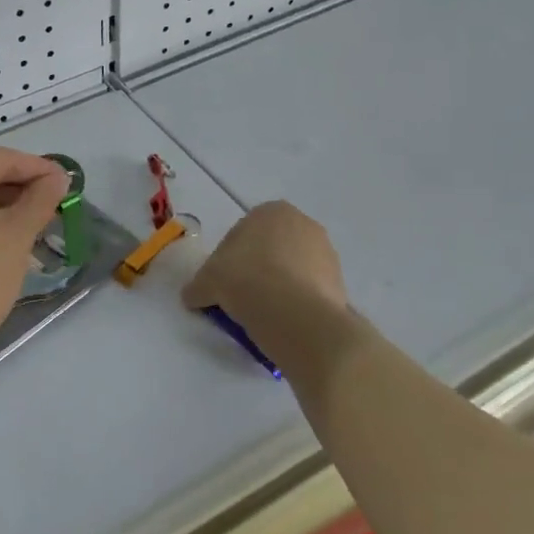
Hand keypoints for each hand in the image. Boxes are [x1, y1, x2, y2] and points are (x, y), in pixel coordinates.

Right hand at [180, 202, 366, 377]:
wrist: (294, 315)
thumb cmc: (245, 280)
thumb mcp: (206, 282)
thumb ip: (197, 286)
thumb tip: (192, 296)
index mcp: (271, 211)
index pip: (242, 233)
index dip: (228, 259)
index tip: (222, 283)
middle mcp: (303, 223)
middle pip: (271, 249)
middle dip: (257, 269)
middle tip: (240, 297)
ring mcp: (327, 253)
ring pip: (293, 269)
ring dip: (279, 286)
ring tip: (262, 314)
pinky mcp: (341, 283)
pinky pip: (310, 291)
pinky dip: (297, 303)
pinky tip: (283, 322)